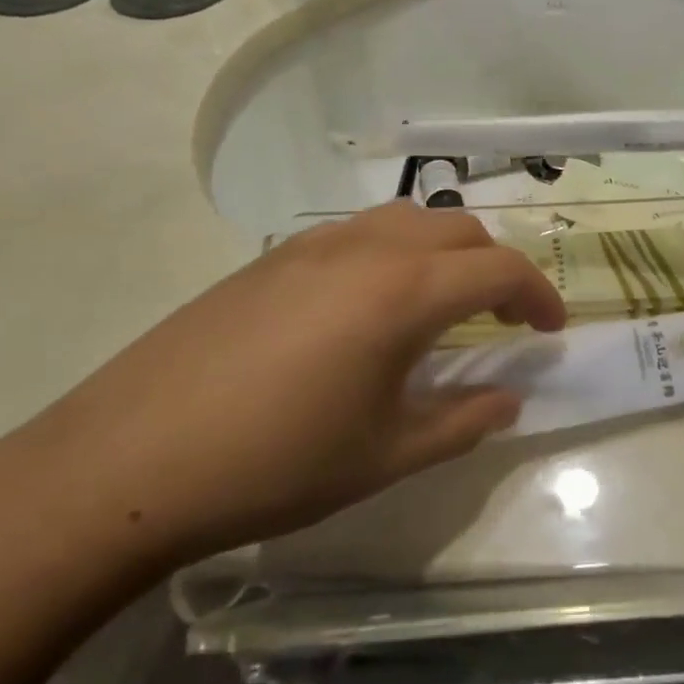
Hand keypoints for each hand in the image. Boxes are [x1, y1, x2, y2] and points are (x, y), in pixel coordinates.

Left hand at [24, 203, 566, 569]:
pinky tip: (368, 306)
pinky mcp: (272, 256)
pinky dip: (392, 252)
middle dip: (494, 266)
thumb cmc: (276, 463)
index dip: (537, 295)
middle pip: (457, 229)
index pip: (498, 269)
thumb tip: (508, 399)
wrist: (133, 458)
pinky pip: (357, 232)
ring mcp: (314, 244)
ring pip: (406, 219)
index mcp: (404, 291)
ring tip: (440, 304)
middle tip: (500, 318)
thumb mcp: (385, 454)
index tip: (550, 330)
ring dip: (442, 251)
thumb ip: (462, 421)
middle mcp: (366, 248)